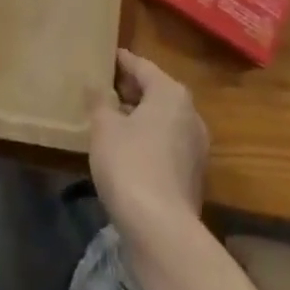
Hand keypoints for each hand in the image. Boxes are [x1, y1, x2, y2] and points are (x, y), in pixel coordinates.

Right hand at [89, 48, 209, 237]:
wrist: (163, 233)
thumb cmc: (131, 166)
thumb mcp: (104, 128)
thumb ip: (99, 101)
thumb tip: (95, 84)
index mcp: (170, 93)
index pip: (142, 66)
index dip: (121, 61)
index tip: (105, 57)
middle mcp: (190, 114)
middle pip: (155, 92)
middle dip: (130, 90)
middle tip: (103, 88)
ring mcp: (195, 147)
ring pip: (161, 120)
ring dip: (139, 117)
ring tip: (111, 119)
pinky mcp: (192, 176)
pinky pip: (166, 144)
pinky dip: (147, 140)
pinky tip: (126, 150)